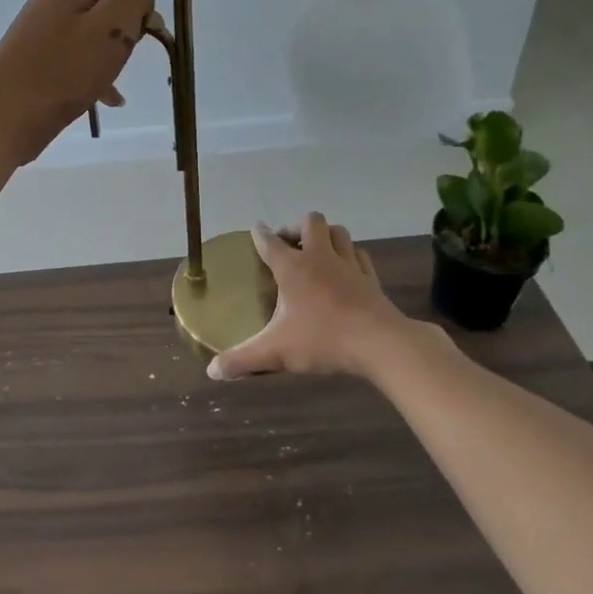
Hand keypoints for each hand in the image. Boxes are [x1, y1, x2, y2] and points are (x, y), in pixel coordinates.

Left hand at [0, 0, 158, 166]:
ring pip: (89, 42)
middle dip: (122, 41)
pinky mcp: (29, 64)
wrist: (3, 120)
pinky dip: (88, 78)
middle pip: (104, 14)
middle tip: (121, 68)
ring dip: (107, 63)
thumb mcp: (111, 28)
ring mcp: (35, 35)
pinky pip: (70, 63)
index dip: (140, 15)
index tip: (143, 47)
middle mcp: (48, 4)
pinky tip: (100, 102)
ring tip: (112, 92)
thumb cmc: (62, 74)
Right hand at [208, 215, 422, 380]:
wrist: (379, 343)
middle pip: (310, 222)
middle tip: (289, 245)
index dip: (260, 234)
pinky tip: (346, 268)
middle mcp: (320, 257)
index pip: (270, 242)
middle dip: (297, 227)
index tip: (255, 230)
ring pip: (339, 232)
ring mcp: (349, 265)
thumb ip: (242, 359)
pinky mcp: (370, 278)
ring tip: (317, 250)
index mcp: (293, 268)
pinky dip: (350, 256)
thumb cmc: (322, 340)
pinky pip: (359, 255)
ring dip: (326, 235)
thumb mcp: (276, 352)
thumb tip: (213, 371)